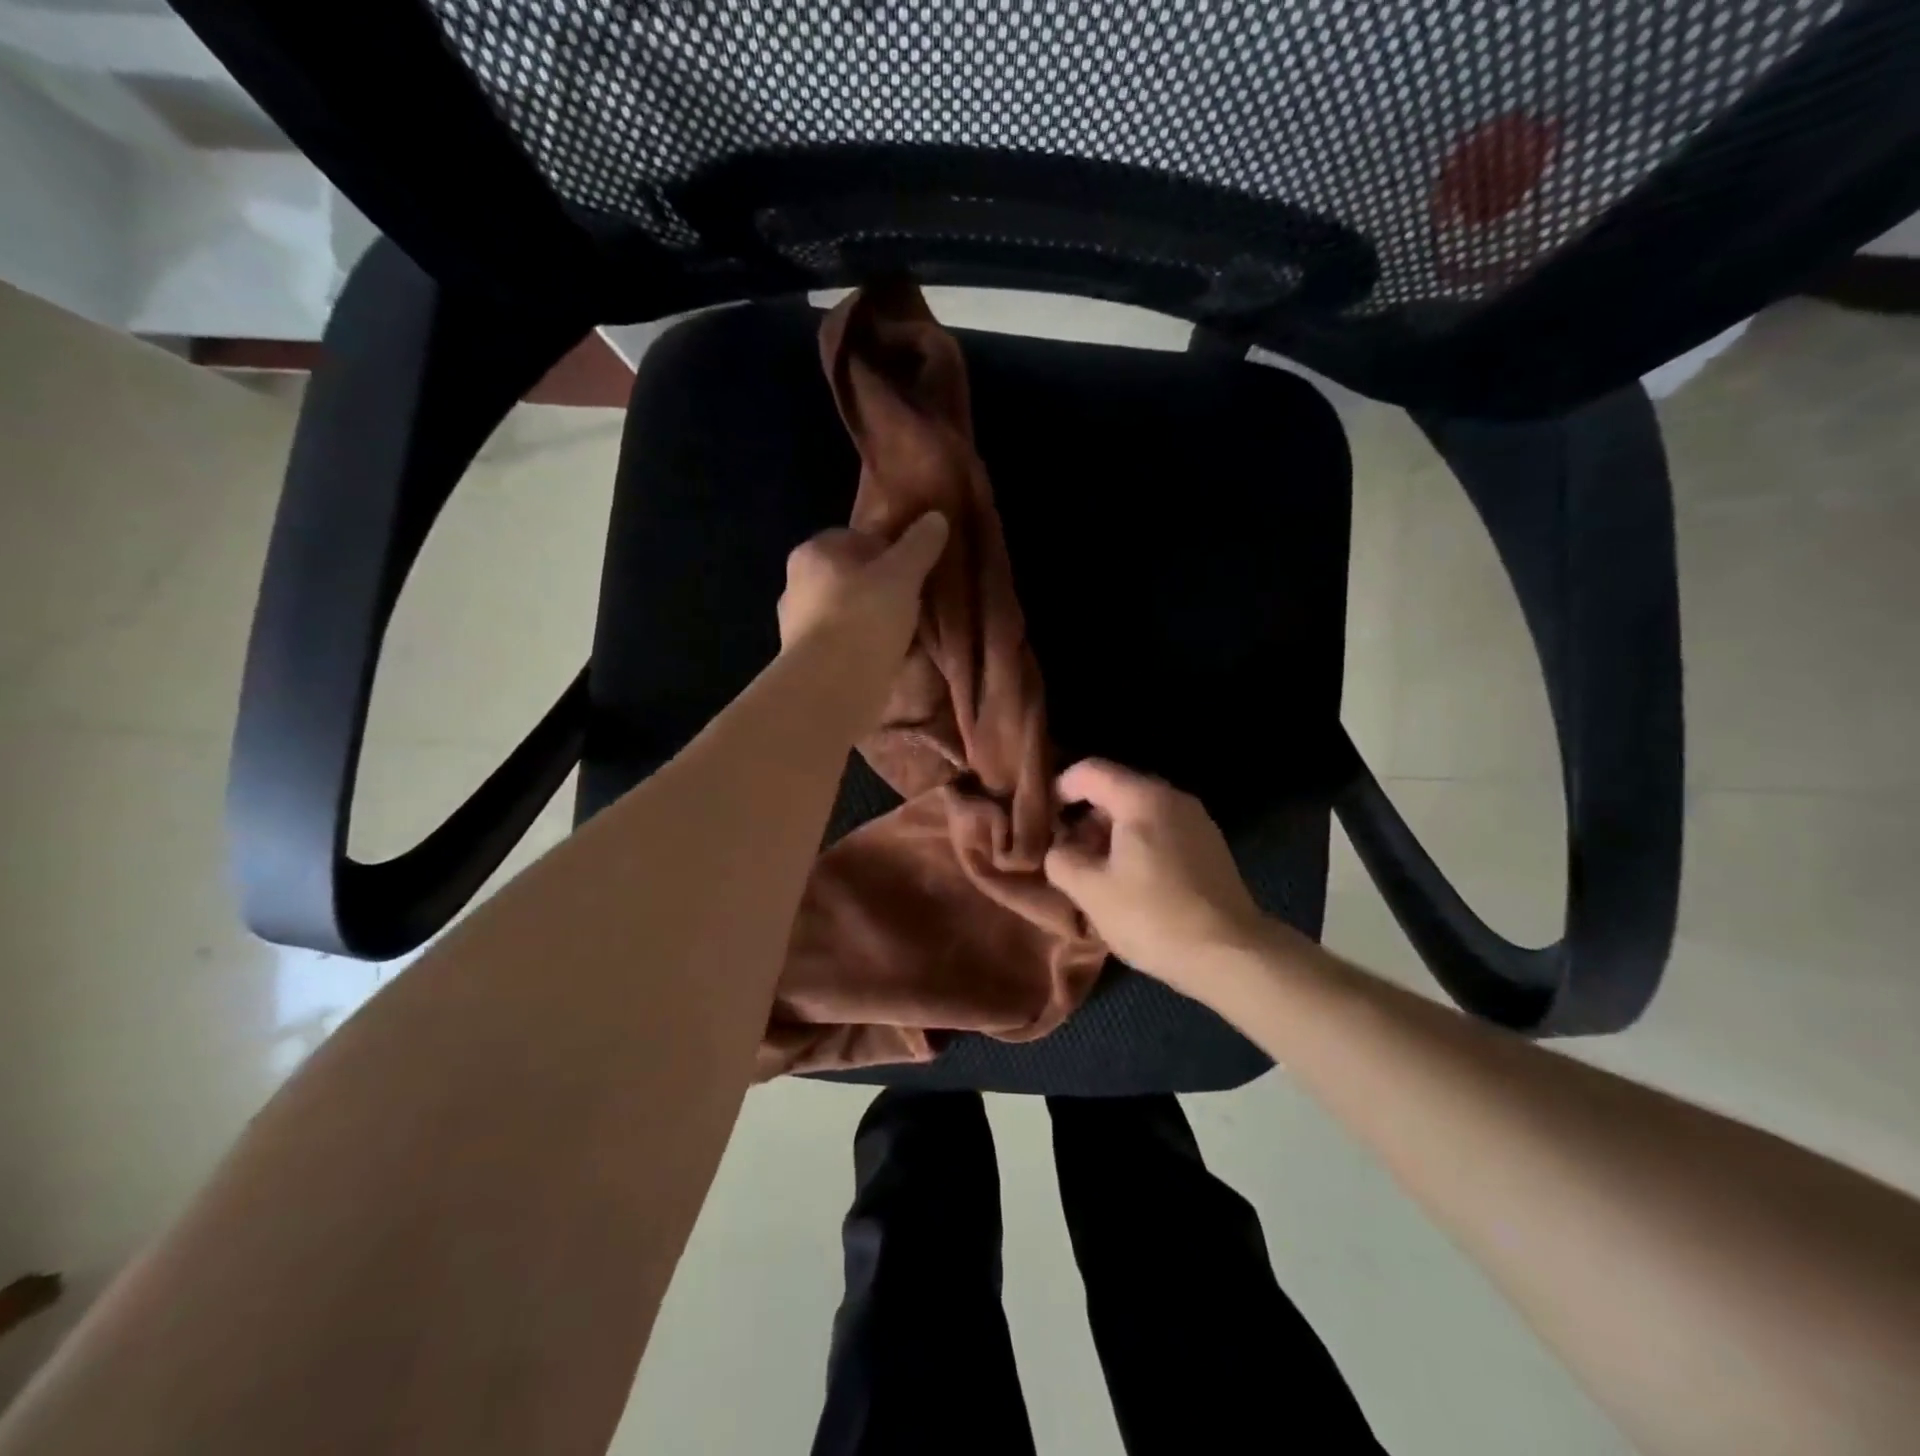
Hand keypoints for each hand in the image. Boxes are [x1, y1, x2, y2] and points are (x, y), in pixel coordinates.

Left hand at [777, 512, 948, 656]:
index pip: (854, 539)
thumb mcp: (903, 574)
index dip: (886, 551)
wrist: (832, 687)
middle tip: (910, 603)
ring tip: (902, 636)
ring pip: (844, 614)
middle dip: (877, 589)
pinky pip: (841, 646)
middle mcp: (795, 585)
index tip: (911, 571)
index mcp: (813, 553)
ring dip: (869, 621)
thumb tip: (936, 517)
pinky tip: (885, 660)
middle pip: (847, 578)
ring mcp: (795, 627)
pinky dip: (861, 649)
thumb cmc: (865, 617)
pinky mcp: (805, 662)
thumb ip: (919, 545)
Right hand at [1045, 758, 1271, 995]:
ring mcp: (1197, 821)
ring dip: (1111, 834)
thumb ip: (1061, 860)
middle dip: (1086, 816)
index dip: (1061, 788)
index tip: (1045, 820)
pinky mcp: (1210, 847)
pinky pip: (1162, 831)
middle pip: (1117, 789)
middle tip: (1068, 853)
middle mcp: (1173, 798)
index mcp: (1142, 798)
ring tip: (1096, 872)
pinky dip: (1138, 844)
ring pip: (1141, 812)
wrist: (1232, 955)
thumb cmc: (1153, 916)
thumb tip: (1060, 850)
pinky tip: (1131, 881)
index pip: (1090, 771)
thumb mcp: (1091, 891)